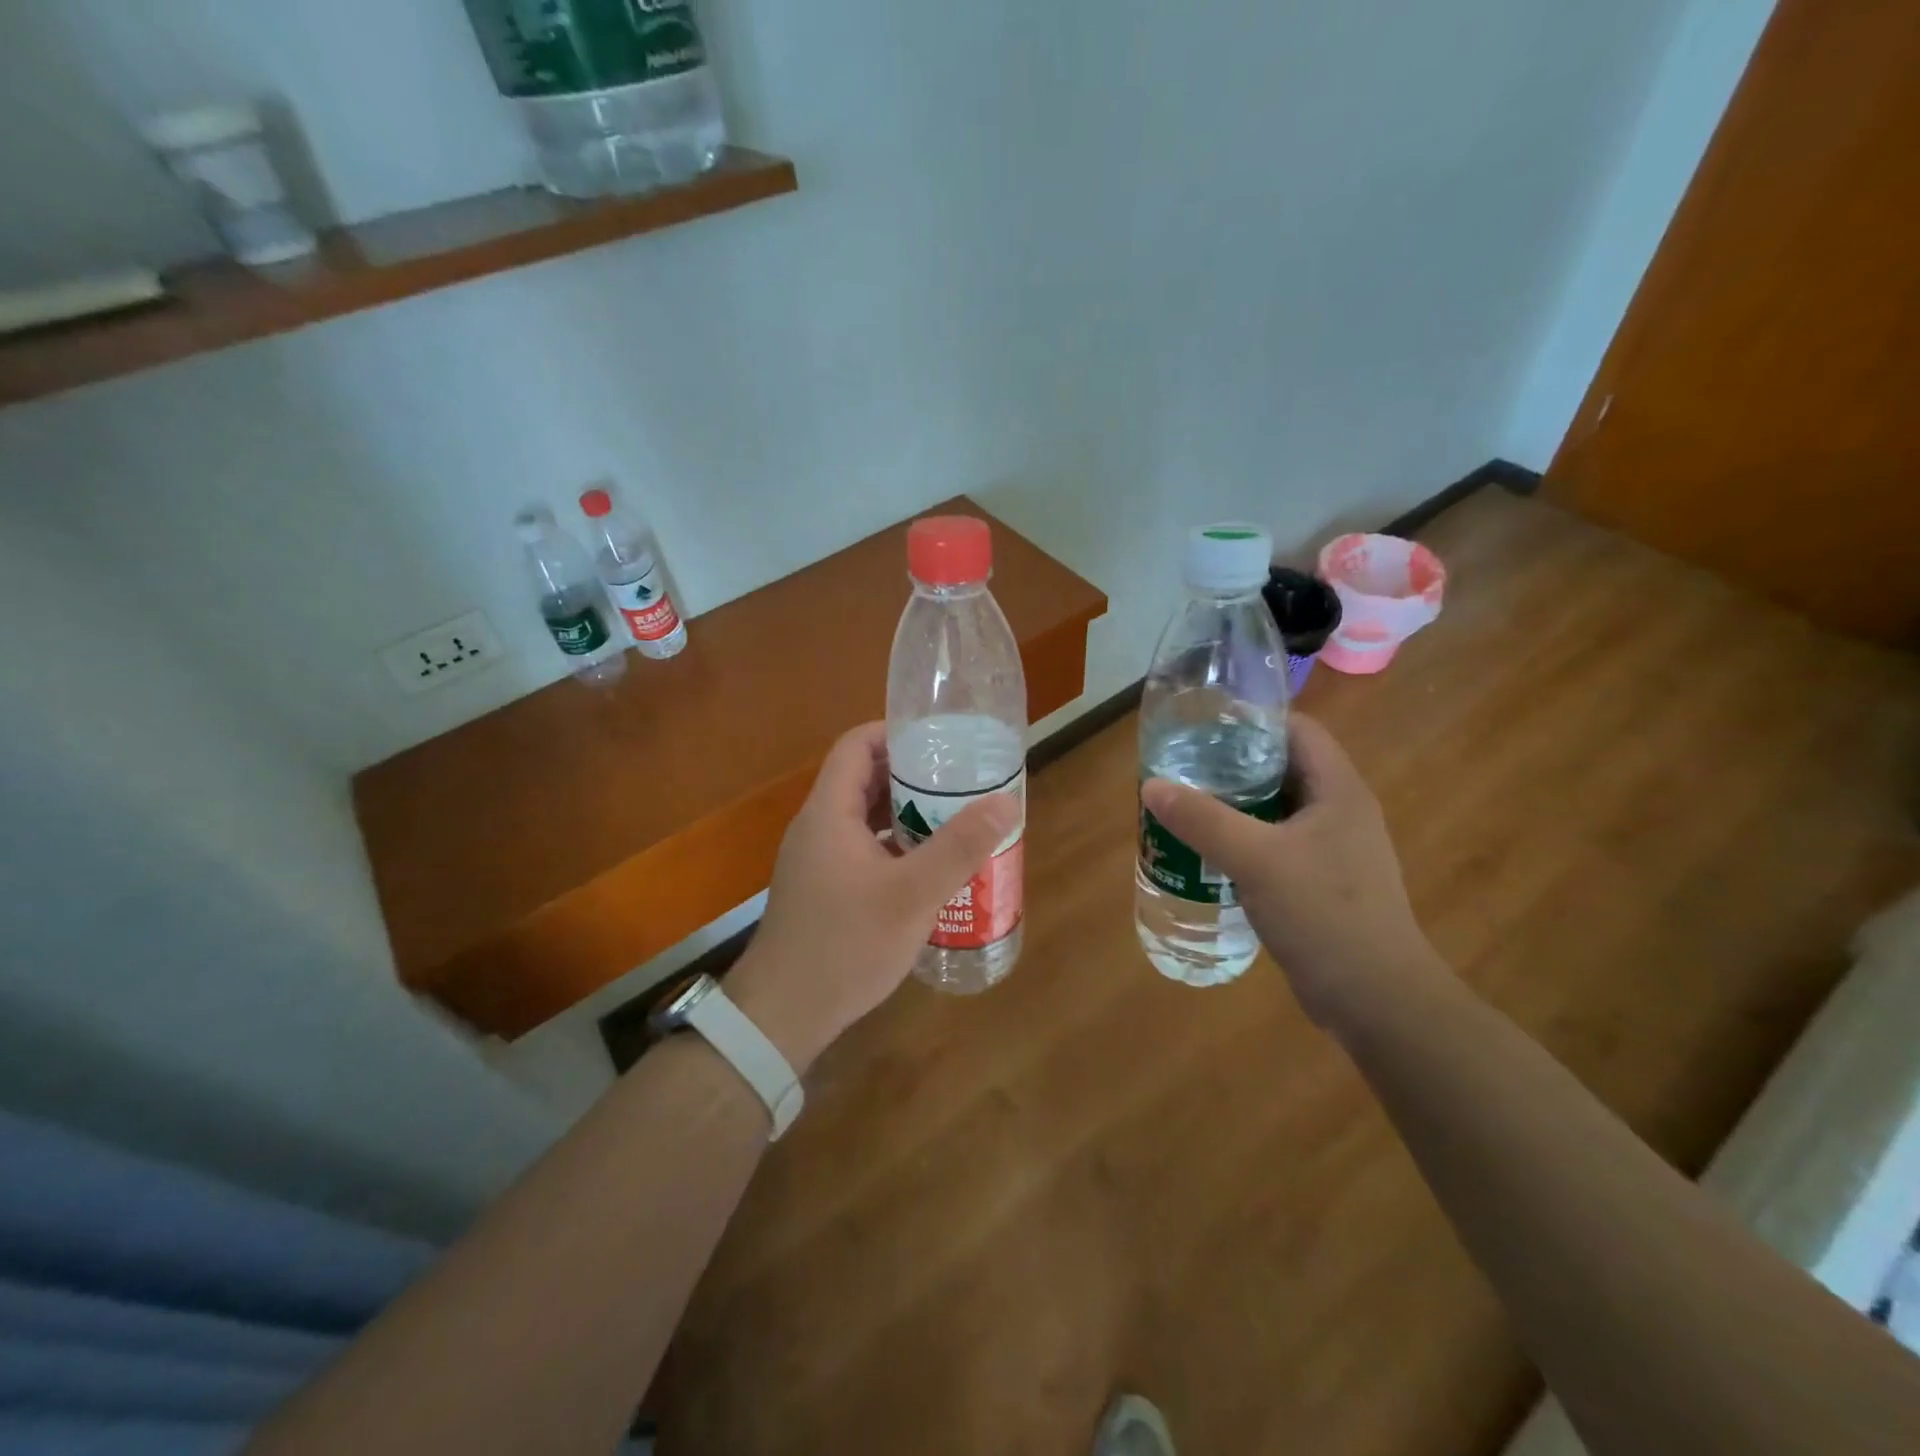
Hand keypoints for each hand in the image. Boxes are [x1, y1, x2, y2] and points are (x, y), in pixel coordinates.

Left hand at [727, 722, 1019, 1073]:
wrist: (784, 1015)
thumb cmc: (847, 944)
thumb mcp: (913, 894)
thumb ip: (959, 846)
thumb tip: (1006, 801)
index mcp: (829, 812)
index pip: (856, 745)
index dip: (895, 733)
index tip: (940, 741)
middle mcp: (817, 827)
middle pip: (862, 779)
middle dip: (911, 775)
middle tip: (959, 781)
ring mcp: (816, 860)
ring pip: (863, 817)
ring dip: (904, 813)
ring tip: (952, 818)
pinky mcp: (821, 889)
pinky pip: (860, 849)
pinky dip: (892, 845)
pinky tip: (926, 868)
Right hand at [1140, 714, 1446, 1028]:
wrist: (1376, 999)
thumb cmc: (1324, 915)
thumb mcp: (1257, 859)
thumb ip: (1203, 820)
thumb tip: (1152, 786)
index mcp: (1338, 789)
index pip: (1296, 730)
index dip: (1251, 720)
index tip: (1202, 725)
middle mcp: (1339, 811)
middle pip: (1281, 767)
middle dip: (1231, 764)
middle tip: (1182, 768)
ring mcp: (1332, 849)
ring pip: (1275, 809)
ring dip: (1233, 805)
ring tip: (1185, 806)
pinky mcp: (1320, 882)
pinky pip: (1275, 844)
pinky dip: (1242, 840)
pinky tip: (1207, 853)